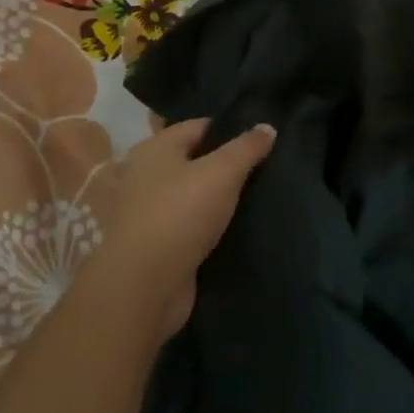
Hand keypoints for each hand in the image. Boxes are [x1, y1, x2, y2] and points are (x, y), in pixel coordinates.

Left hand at [95, 118, 276, 337]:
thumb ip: (247, 148)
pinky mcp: (157, 245)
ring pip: (194, 196)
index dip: (231, 130)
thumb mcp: (222, 172)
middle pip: (196, 161)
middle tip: (266, 168)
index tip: (263, 141)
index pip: (199, 126)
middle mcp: (146, 175)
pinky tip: (237, 228)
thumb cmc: (180, 214)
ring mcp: (149, 212)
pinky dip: (211, 226)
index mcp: (155, 149)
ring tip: (258, 198)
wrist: (145, 286)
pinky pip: (191, 225)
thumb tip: (268, 126)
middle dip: (227, 166)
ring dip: (220, 199)